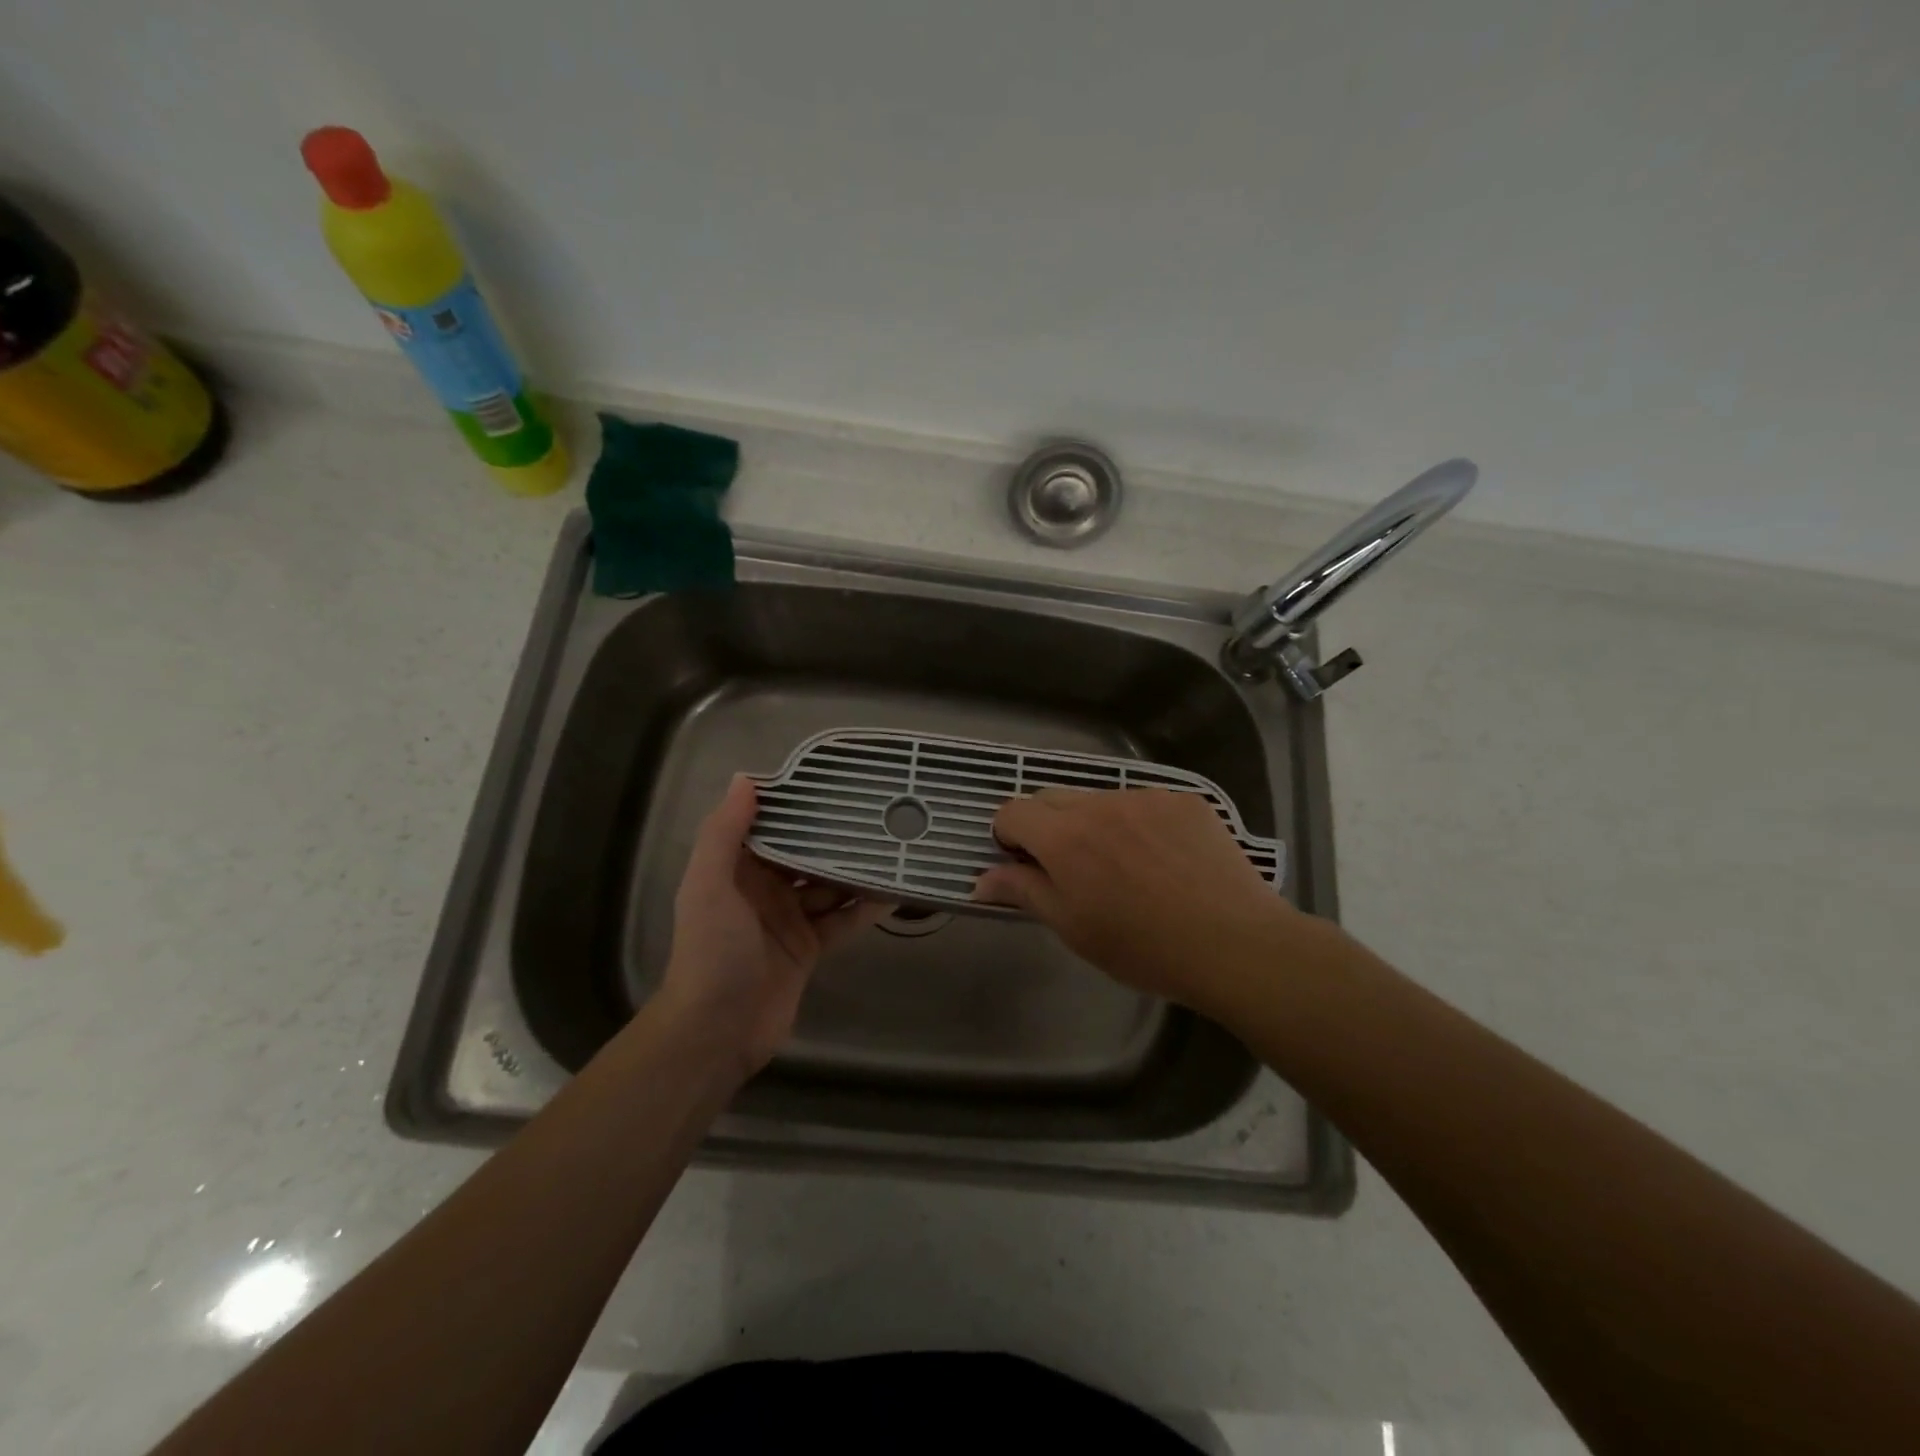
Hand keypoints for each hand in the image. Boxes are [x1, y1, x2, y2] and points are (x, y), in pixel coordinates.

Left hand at [659, 776, 887, 1077]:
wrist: (717, 1030)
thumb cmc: (712, 950)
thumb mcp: (709, 885)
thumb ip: (723, 833)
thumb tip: (746, 778)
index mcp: (736, 871)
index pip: (769, 827)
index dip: (795, 805)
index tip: (830, 781)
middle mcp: (763, 890)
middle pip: (804, 855)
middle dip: (834, 837)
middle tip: (876, 811)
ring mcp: (789, 920)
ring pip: (828, 886)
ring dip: (855, 870)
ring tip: (893, 845)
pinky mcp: (809, 949)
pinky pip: (842, 921)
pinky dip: (865, 909)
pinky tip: (894, 892)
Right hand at [973, 787, 1301, 1012]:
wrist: (1234, 944)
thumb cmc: (1143, 948)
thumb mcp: (1073, 928)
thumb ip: (1023, 892)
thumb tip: (980, 880)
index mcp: (1065, 836)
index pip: (1013, 811)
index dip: (1008, 836)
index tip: (1023, 864)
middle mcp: (1100, 804)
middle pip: (1051, 798)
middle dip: (1046, 826)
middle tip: (1070, 869)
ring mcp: (1146, 797)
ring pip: (1099, 800)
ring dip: (1094, 823)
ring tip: (1125, 867)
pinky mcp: (1184, 799)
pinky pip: (1143, 802)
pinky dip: (1137, 823)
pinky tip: (1163, 859)